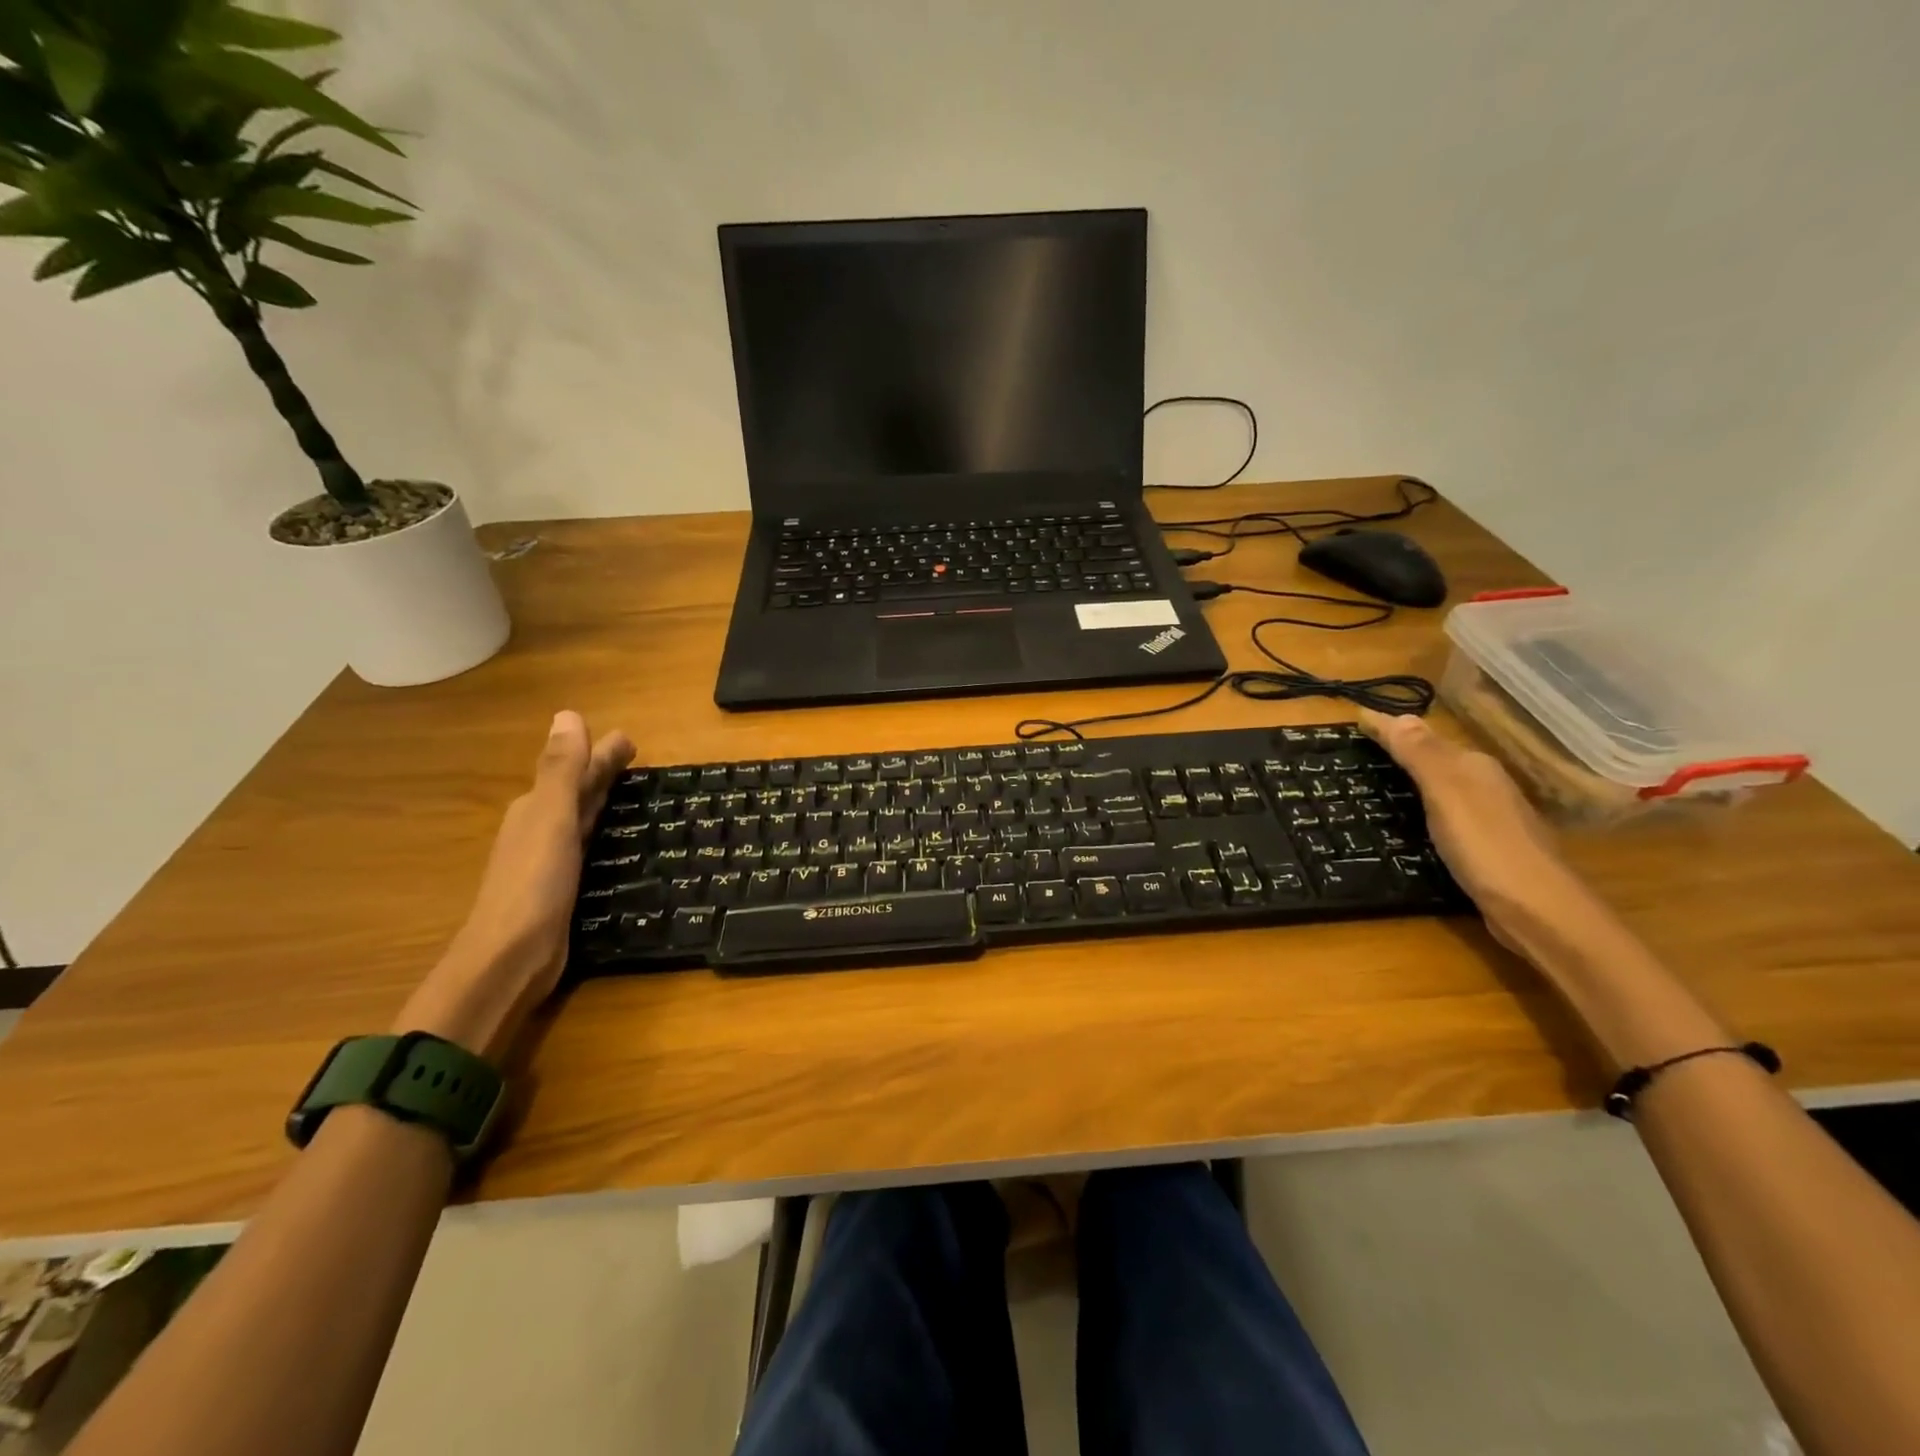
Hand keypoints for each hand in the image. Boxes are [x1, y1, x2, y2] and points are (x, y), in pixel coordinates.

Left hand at [397, 712, 633, 1058]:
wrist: (511, 958)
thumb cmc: (533, 884)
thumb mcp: (551, 819)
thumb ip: (562, 770)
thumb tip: (568, 714)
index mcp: (537, 810)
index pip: (575, 771)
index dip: (601, 753)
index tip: (629, 739)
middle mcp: (540, 830)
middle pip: (577, 792)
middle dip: (602, 772)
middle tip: (635, 756)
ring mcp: (549, 862)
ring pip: (582, 819)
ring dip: (602, 801)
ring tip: (630, 792)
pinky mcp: (562, 889)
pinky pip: (588, 848)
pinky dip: (602, 834)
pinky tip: (616, 840)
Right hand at [1357, 708, 1597, 947]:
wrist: (1538, 911)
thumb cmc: (1485, 846)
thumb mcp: (1446, 794)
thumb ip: (1421, 755)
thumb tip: (1396, 714)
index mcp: (1473, 767)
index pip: (1421, 737)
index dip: (1388, 730)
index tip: (1355, 722)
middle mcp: (1484, 785)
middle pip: (1435, 758)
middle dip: (1400, 749)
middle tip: (1358, 748)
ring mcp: (1489, 817)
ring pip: (1442, 786)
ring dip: (1411, 778)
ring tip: (1375, 779)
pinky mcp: (1486, 847)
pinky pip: (1445, 814)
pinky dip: (1423, 808)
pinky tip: (1409, 822)